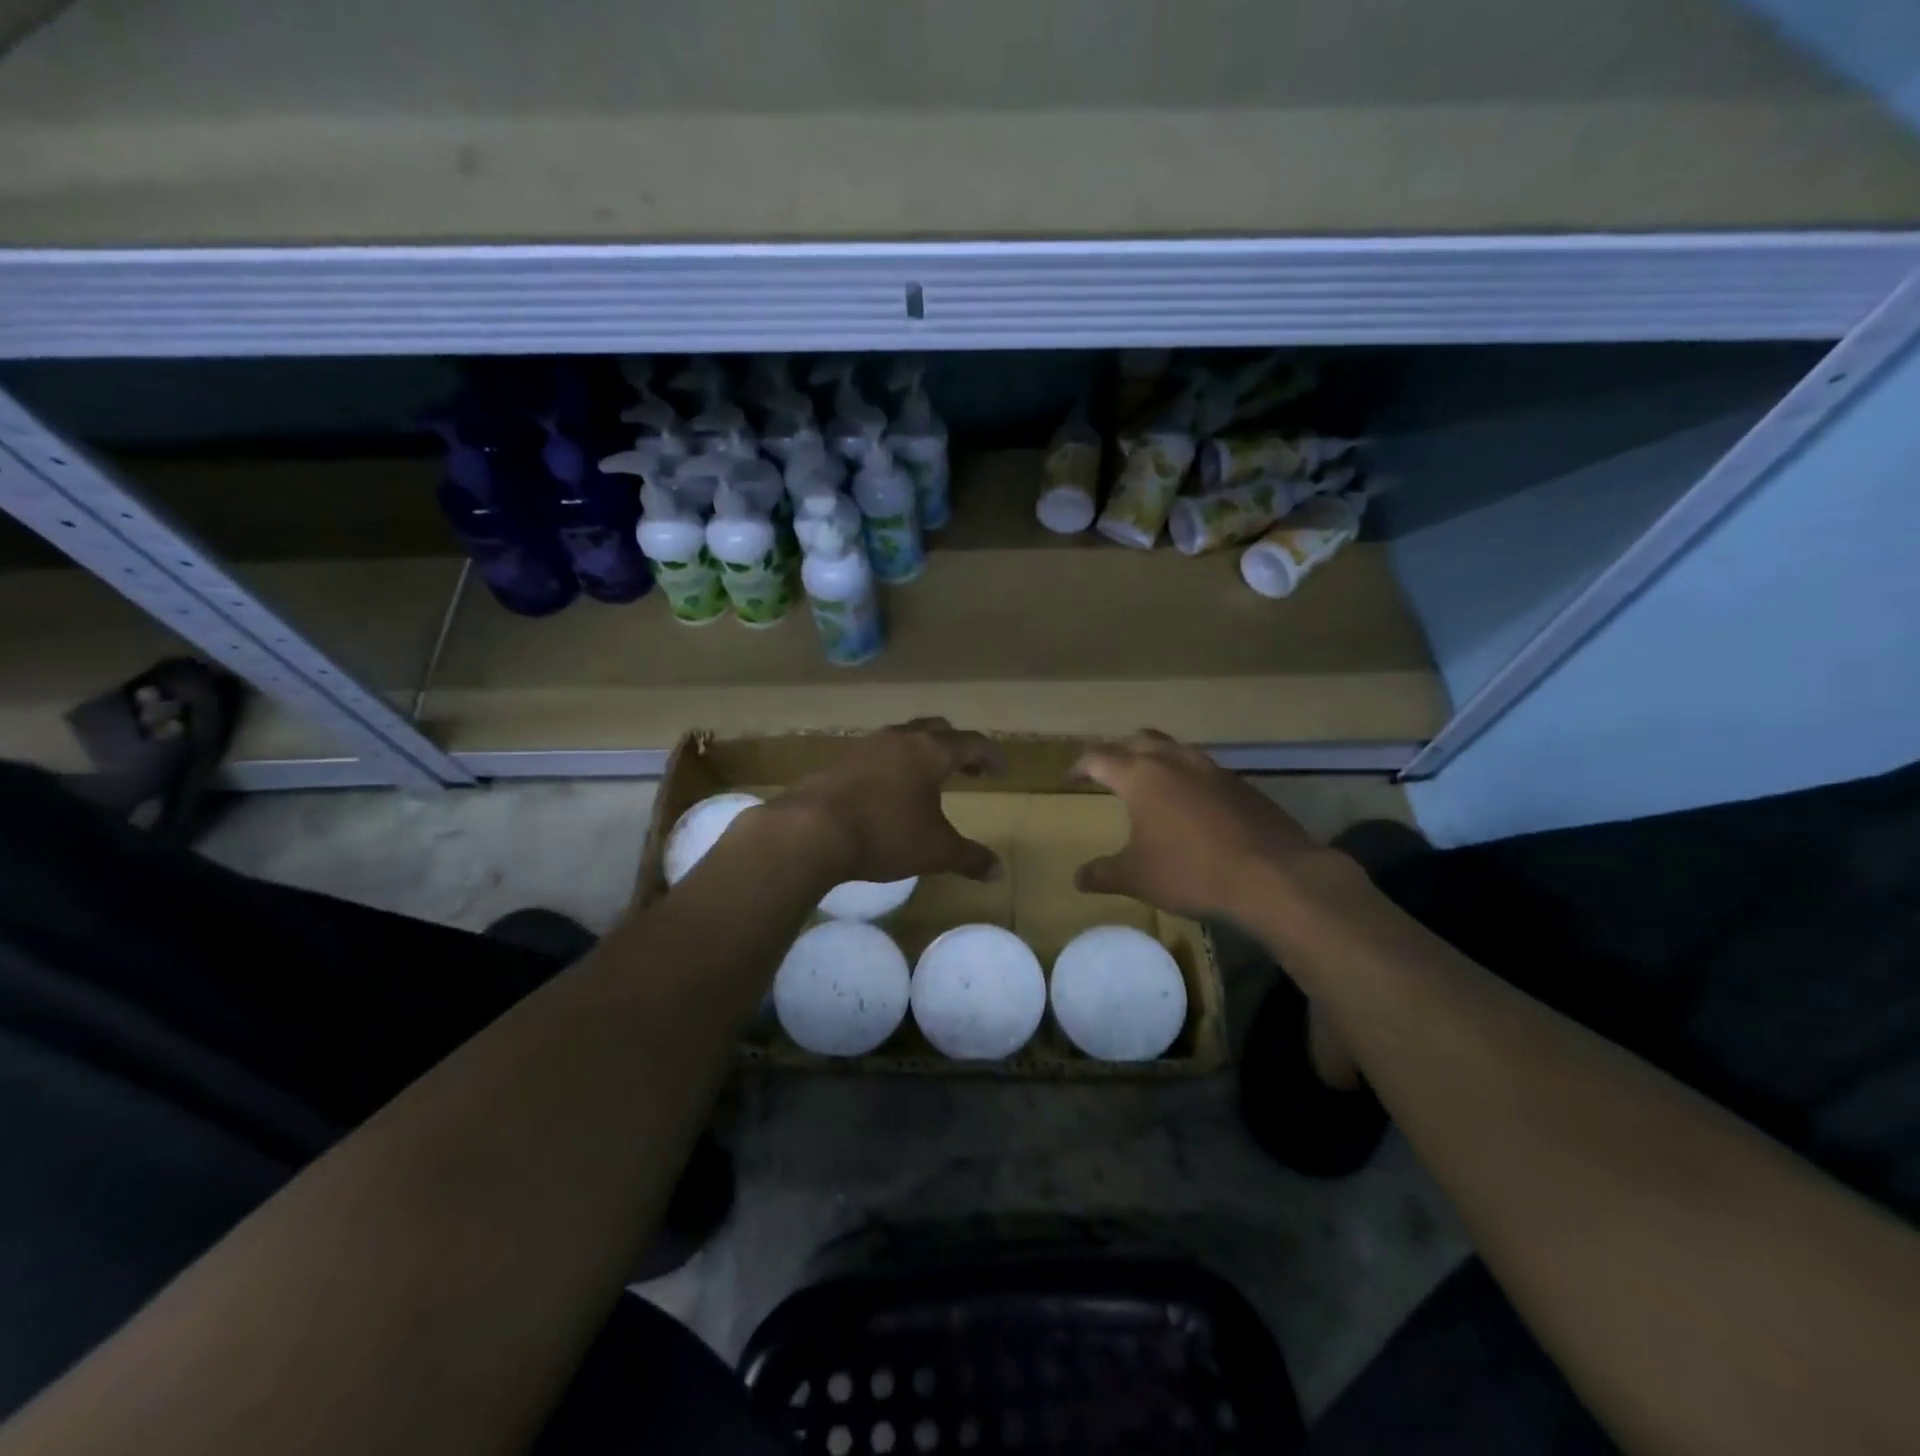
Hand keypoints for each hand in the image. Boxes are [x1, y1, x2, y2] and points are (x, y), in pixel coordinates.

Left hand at [773, 719, 1005, 883]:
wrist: (811, 830)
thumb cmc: (885, 834)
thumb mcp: (935, 851)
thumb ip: (969, 858)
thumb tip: (998, 871)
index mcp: (931, 751)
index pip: (972, 743)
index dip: (991, 755)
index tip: (1002, 770)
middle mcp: (901, 738)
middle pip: (938, 729)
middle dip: (958, 747)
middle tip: (969, 769)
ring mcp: (867, 745)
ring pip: (904, 737)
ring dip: (922, 752)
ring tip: (928, 779)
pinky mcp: (840, 760)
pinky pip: (877, 753)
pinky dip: (893, 764)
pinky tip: (889, 790)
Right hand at [1072, 730, 1330, 919]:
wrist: (1272, 875)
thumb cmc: (1191, 871)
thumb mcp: (1136, 877)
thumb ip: (1103, 874)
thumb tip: (1078, 878)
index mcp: (1140, 775)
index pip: (1098, 757)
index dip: (1080, 766)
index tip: (1070, 777)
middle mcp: (1174, 760)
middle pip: (1138, 740)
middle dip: (1118, 752)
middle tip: (1108, 771)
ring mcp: (1211, 768)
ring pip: (1174, 749)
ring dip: (1156, 758)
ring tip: (1149, 782)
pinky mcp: (1240, 783)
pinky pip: (1203, 769)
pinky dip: (1187, 777)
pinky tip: (1190, 805)